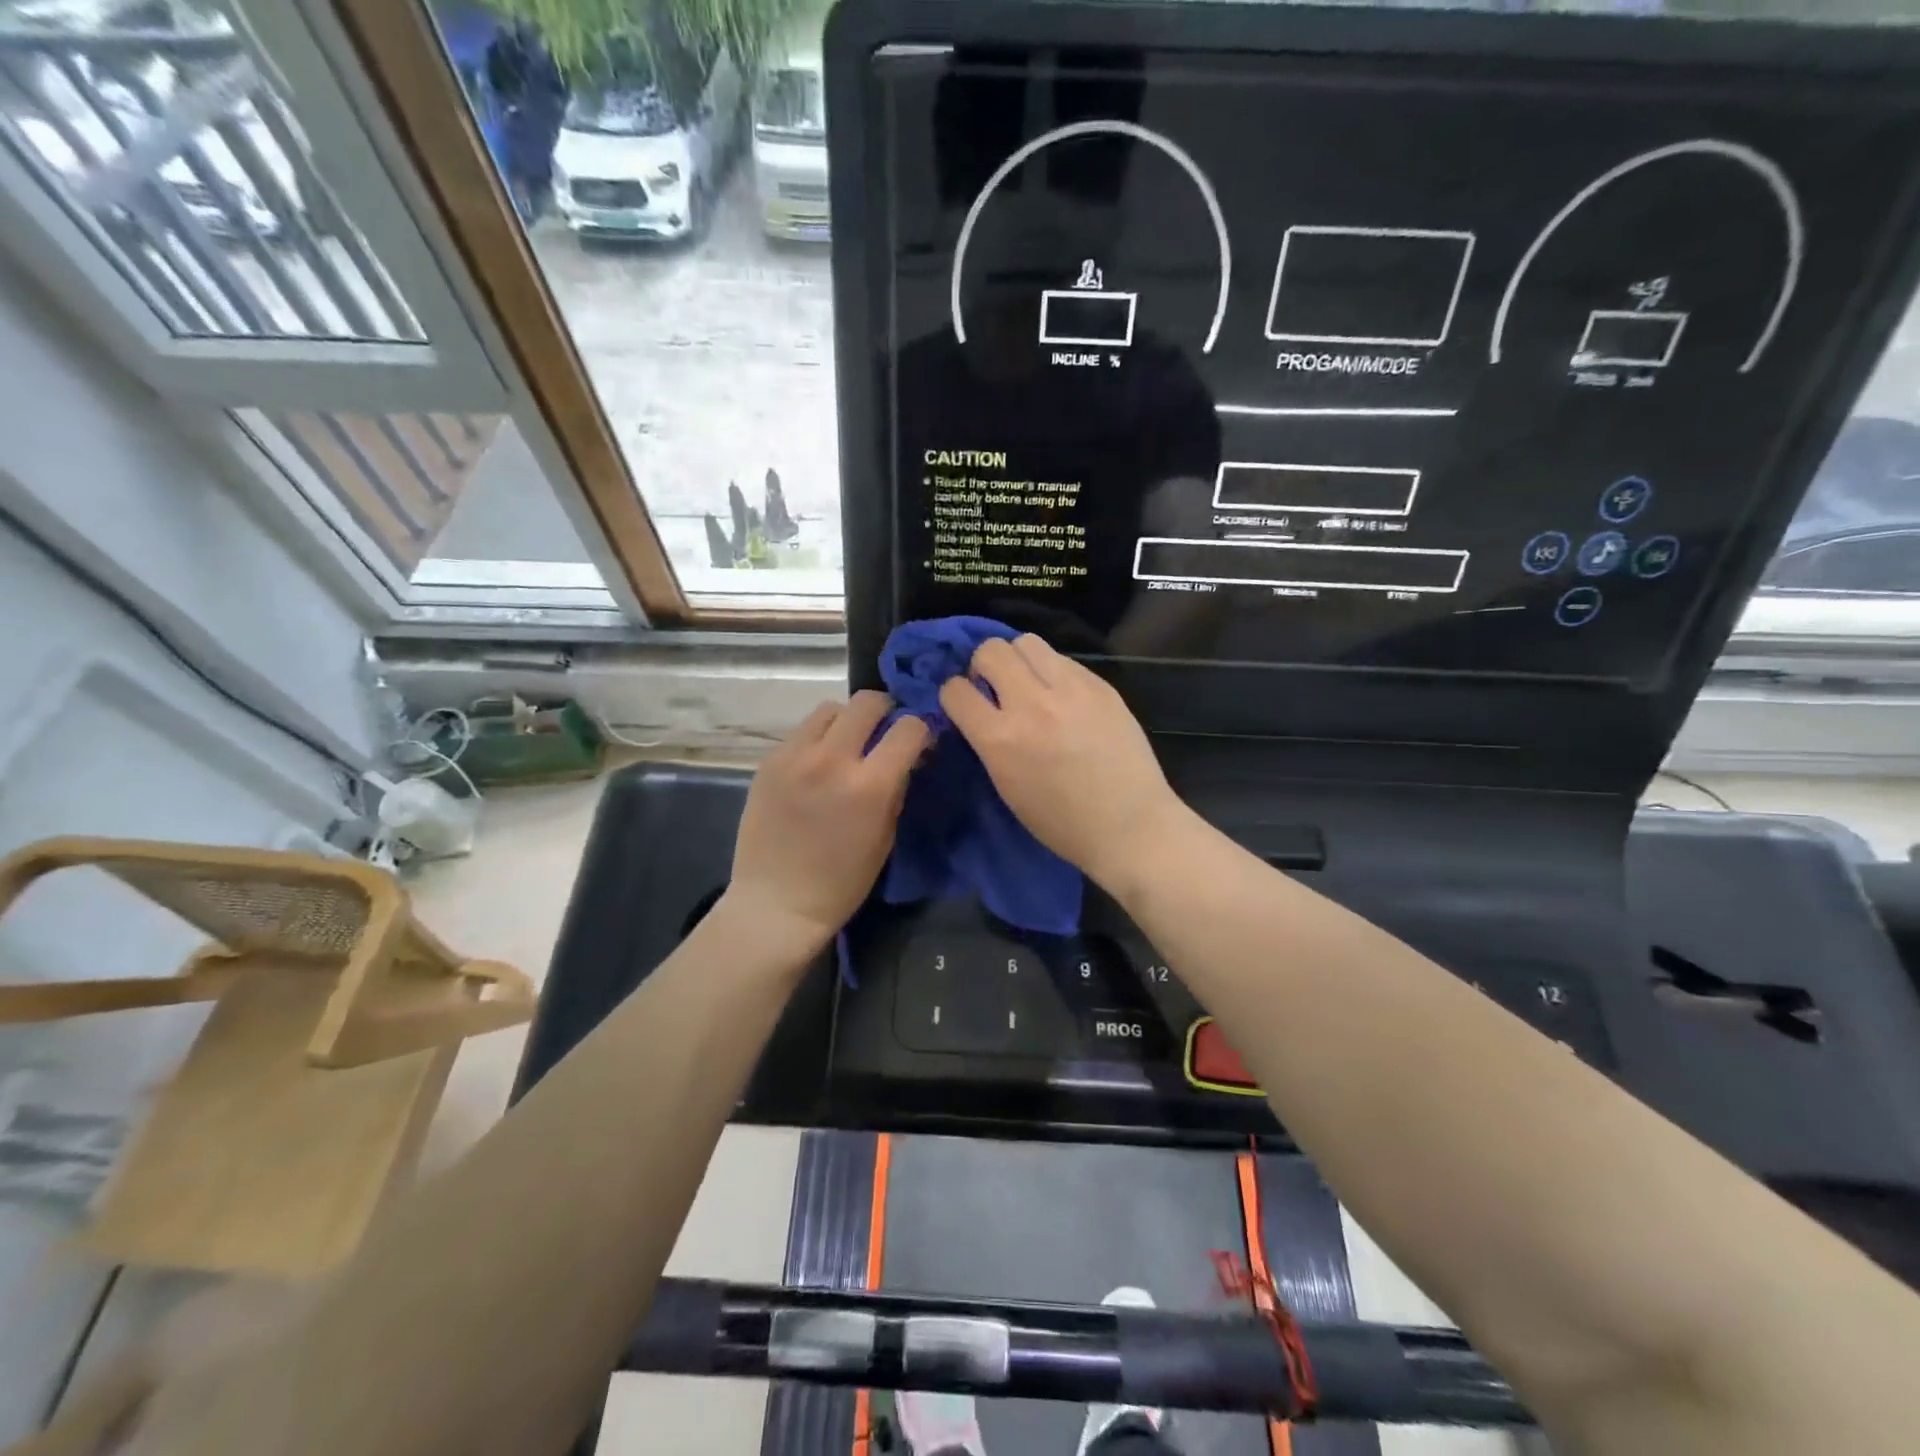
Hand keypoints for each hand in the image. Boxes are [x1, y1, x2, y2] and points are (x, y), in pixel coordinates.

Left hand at [728, 691, 928, 944]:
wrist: (777, 902)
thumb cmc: (842, 881)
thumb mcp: (885, 836)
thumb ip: (897, 787)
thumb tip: (908, 755)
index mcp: (870, 785)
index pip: (909, 728)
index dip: (919, 730)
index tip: (917, 741)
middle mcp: (832, 760)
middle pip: (867, 702)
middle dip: (884, 712)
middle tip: (883, 732)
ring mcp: (794, 756)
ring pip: (830, 709)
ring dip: (846, 721)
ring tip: (845, 745)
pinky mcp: (769, 761)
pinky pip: (802, 731)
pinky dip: (817, 739)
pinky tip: (816, 765)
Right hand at [939, 636, 1186, 891]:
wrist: (1130, 825)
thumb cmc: (1062, 823)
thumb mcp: (1007, 786)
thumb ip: (990, 742)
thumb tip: (981, 711)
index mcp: (1000, 739)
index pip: (955, 690)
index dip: (955, 695)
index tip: (966, 704)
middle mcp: (1031, 704)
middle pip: (991, 651)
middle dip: (984, 666)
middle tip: (998, 687)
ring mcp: (1070, 689)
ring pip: (1027, 642)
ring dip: (1020, 660)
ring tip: (1031, 683)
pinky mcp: (1100, 685)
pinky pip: (1064, 659)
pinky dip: (1054, 672)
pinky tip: (1065, 697)